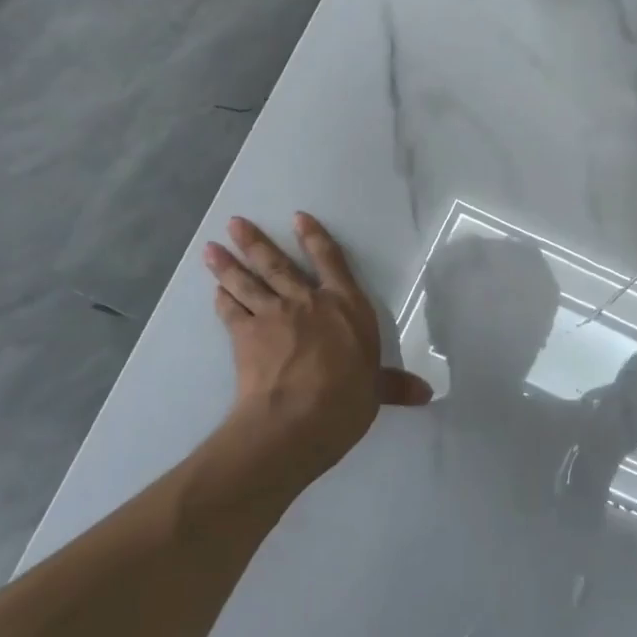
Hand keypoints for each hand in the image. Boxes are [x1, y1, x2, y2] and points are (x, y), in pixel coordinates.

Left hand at [202, 214, 430, 491]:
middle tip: (234, 223)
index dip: (314, 238)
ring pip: (248, 283)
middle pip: (278, 265)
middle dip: (256, 242)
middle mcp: (308, 302)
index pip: (332, 262)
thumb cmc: (347, 398)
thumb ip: (394, 386)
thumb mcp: (375, 391)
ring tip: (211, 248)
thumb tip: (425, 393)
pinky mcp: (245, 336)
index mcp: (346, 307)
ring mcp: (273, 316)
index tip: (298, 218)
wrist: (297, 418)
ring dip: (228, 265)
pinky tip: (216, 292)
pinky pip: (231, 311)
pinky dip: (223, 300)